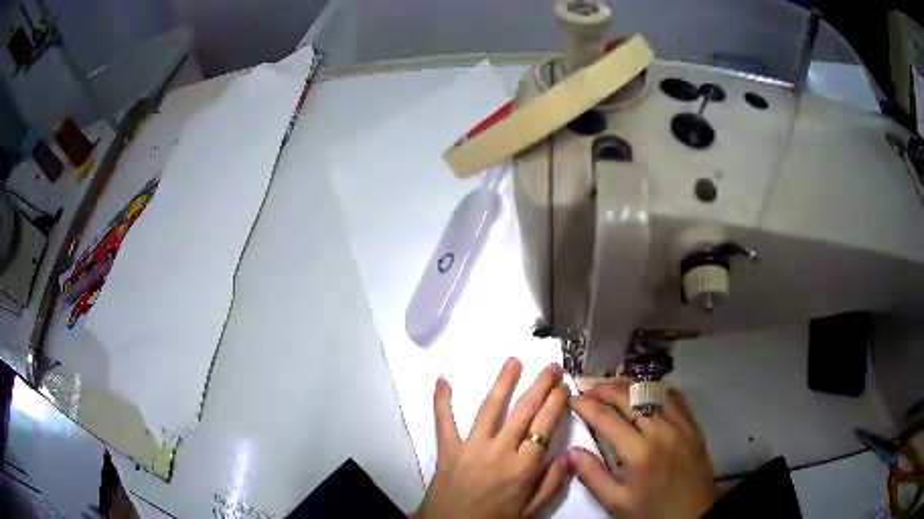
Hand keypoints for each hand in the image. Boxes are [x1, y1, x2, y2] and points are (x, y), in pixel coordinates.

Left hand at [414, 358, 571, 518]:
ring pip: (490, 409)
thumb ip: (552, 484)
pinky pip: (444, 422)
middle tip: (550, 366)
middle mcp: (500, 452)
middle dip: (540, 386)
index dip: (556, 403)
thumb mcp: (530, 511)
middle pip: (523, 412)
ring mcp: (471, 448)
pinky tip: (442, 379)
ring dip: (503, 383)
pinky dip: (441, 401)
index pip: (545, 427)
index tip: (564, 386)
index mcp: (523, 468)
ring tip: (513, 361)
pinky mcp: (447, 450)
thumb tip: (571, 454)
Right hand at [568, 381, 716, 518]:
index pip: (607, 418)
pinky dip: (655, 389)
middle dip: (605, 389)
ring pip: (652, 391)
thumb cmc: (653, 511)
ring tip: (612, 387)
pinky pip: (673, 396)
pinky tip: (646, 392)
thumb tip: (571, 451)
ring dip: (629, 385)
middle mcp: (661, 429)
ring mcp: (680, 423)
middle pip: (630, 396)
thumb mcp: (618, 503)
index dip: (587, 405)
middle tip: (589, 388)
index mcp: (640, 452)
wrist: (695, 514)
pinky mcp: (692, 424)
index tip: (573, 398)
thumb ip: (593, 476)